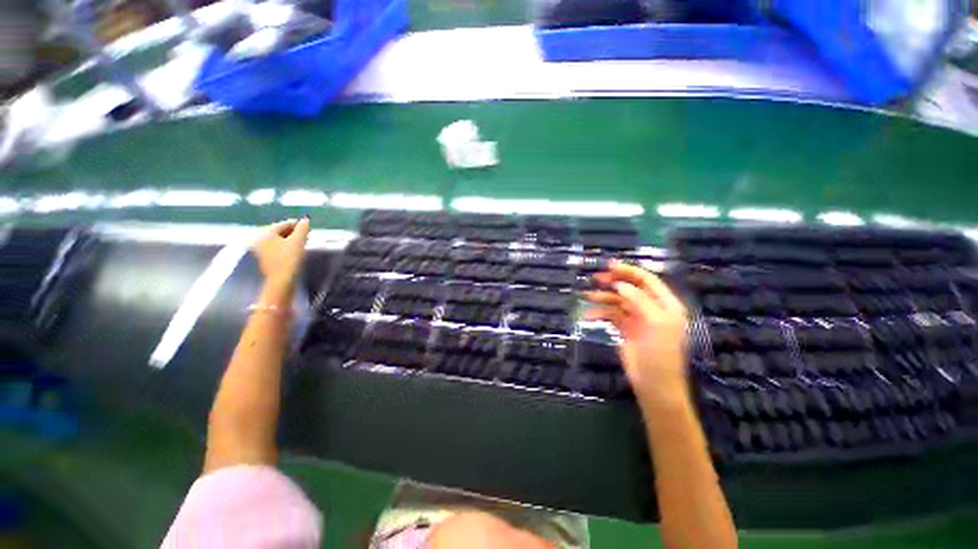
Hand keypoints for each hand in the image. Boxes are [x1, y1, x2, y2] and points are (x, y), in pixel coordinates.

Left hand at [252, 217, 310, 289]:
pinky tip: (294, 250)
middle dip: (294, 232)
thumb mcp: (298, 242)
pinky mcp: (264, 258)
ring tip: (302, 243)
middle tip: (307, 235)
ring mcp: (260, 249)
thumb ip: (302, 229)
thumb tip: (306, 219)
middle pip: (280, 231)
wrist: (280, 281)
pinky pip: (276, 247)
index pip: (284, 224)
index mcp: (266, 233)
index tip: (308, 227)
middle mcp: (260, 238)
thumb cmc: (289, 259)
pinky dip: (286, 246)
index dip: (297, 224)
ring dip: (291, 240)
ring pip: (278, 240)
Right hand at [584, 261, 689, 407]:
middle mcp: (651, 308)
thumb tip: (619, 284)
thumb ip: (639, 300)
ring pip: (618, 301)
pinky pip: (611, 315)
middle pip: (630, 288)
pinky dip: (600, 313)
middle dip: (613, 281)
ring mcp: (637, 319)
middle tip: (595, 278)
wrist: (653, 384)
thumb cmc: (660, 353)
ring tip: (588, 296)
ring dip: (603, 297)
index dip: (629, 271)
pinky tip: (589, 315)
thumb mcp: (655, 323)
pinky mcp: (625, 329)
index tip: (610, 265)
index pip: (647, 280)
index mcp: (666, 305)